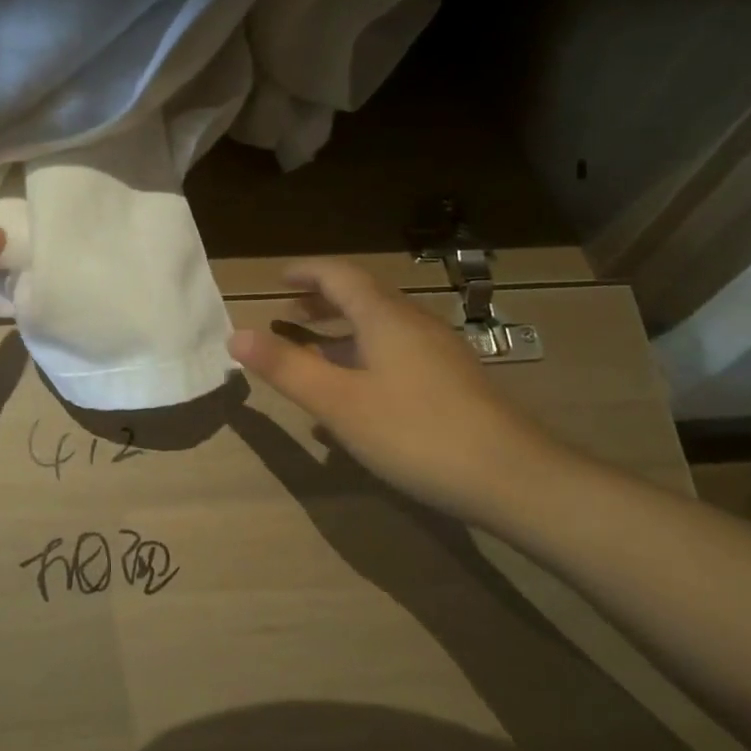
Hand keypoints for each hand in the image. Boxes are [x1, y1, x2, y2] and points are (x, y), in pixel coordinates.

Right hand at [227, 259, 560, 521]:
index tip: (277, 279)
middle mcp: (413, 324)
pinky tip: (356, 394)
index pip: (340, 274)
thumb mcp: (339, 402)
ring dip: (342, 330)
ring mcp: (438, 353)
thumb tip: (235, 335)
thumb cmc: (416, 432)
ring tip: (313, 349)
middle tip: (287, 311)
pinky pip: (396, 353)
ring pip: (381, 327)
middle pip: (362, 297)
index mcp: (384, 317)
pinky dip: (364, 356)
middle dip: (321, 300)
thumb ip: (286, 367)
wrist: (514, 478)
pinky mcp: (451, 382)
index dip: (306, 271)